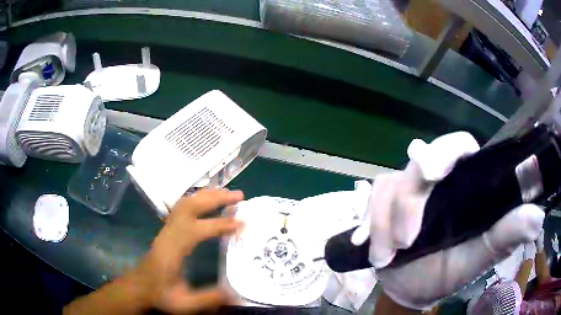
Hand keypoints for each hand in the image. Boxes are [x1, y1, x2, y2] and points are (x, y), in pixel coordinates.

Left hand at [138, 189, 243, 312]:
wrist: (138, 286)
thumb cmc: (159, 294)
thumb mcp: (183, 303)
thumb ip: (208, 299)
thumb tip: (236, 294)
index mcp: (173, 250)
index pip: (197, 229)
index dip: (220, 224)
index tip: (241, 223)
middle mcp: (169, 234)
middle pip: (190, 206)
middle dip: (215, 198)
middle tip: (239, 196)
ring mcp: (167, 229)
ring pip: (185, 203)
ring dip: (207, 195)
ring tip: (227, 194)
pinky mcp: (167, 230)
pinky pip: (182, 207)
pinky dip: (197, 200)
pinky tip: (207, 201)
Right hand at [359, 132, 544, 310]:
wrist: (410, 288)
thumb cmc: (447, 273)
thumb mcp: (479, 259)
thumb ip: (505, 237)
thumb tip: (537, 217)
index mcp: (464, 185)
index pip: (459, 146)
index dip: (448, 150)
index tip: (434, 174)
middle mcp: (436, 181)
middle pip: (418, 162)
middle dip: (408, 197)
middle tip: (406, 236)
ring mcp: (406, 190)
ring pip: (389, 184)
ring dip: (385, 222)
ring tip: (387, 257)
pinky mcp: (383, 203)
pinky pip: (371, 201)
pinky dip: (369, 224)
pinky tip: (367, 246)